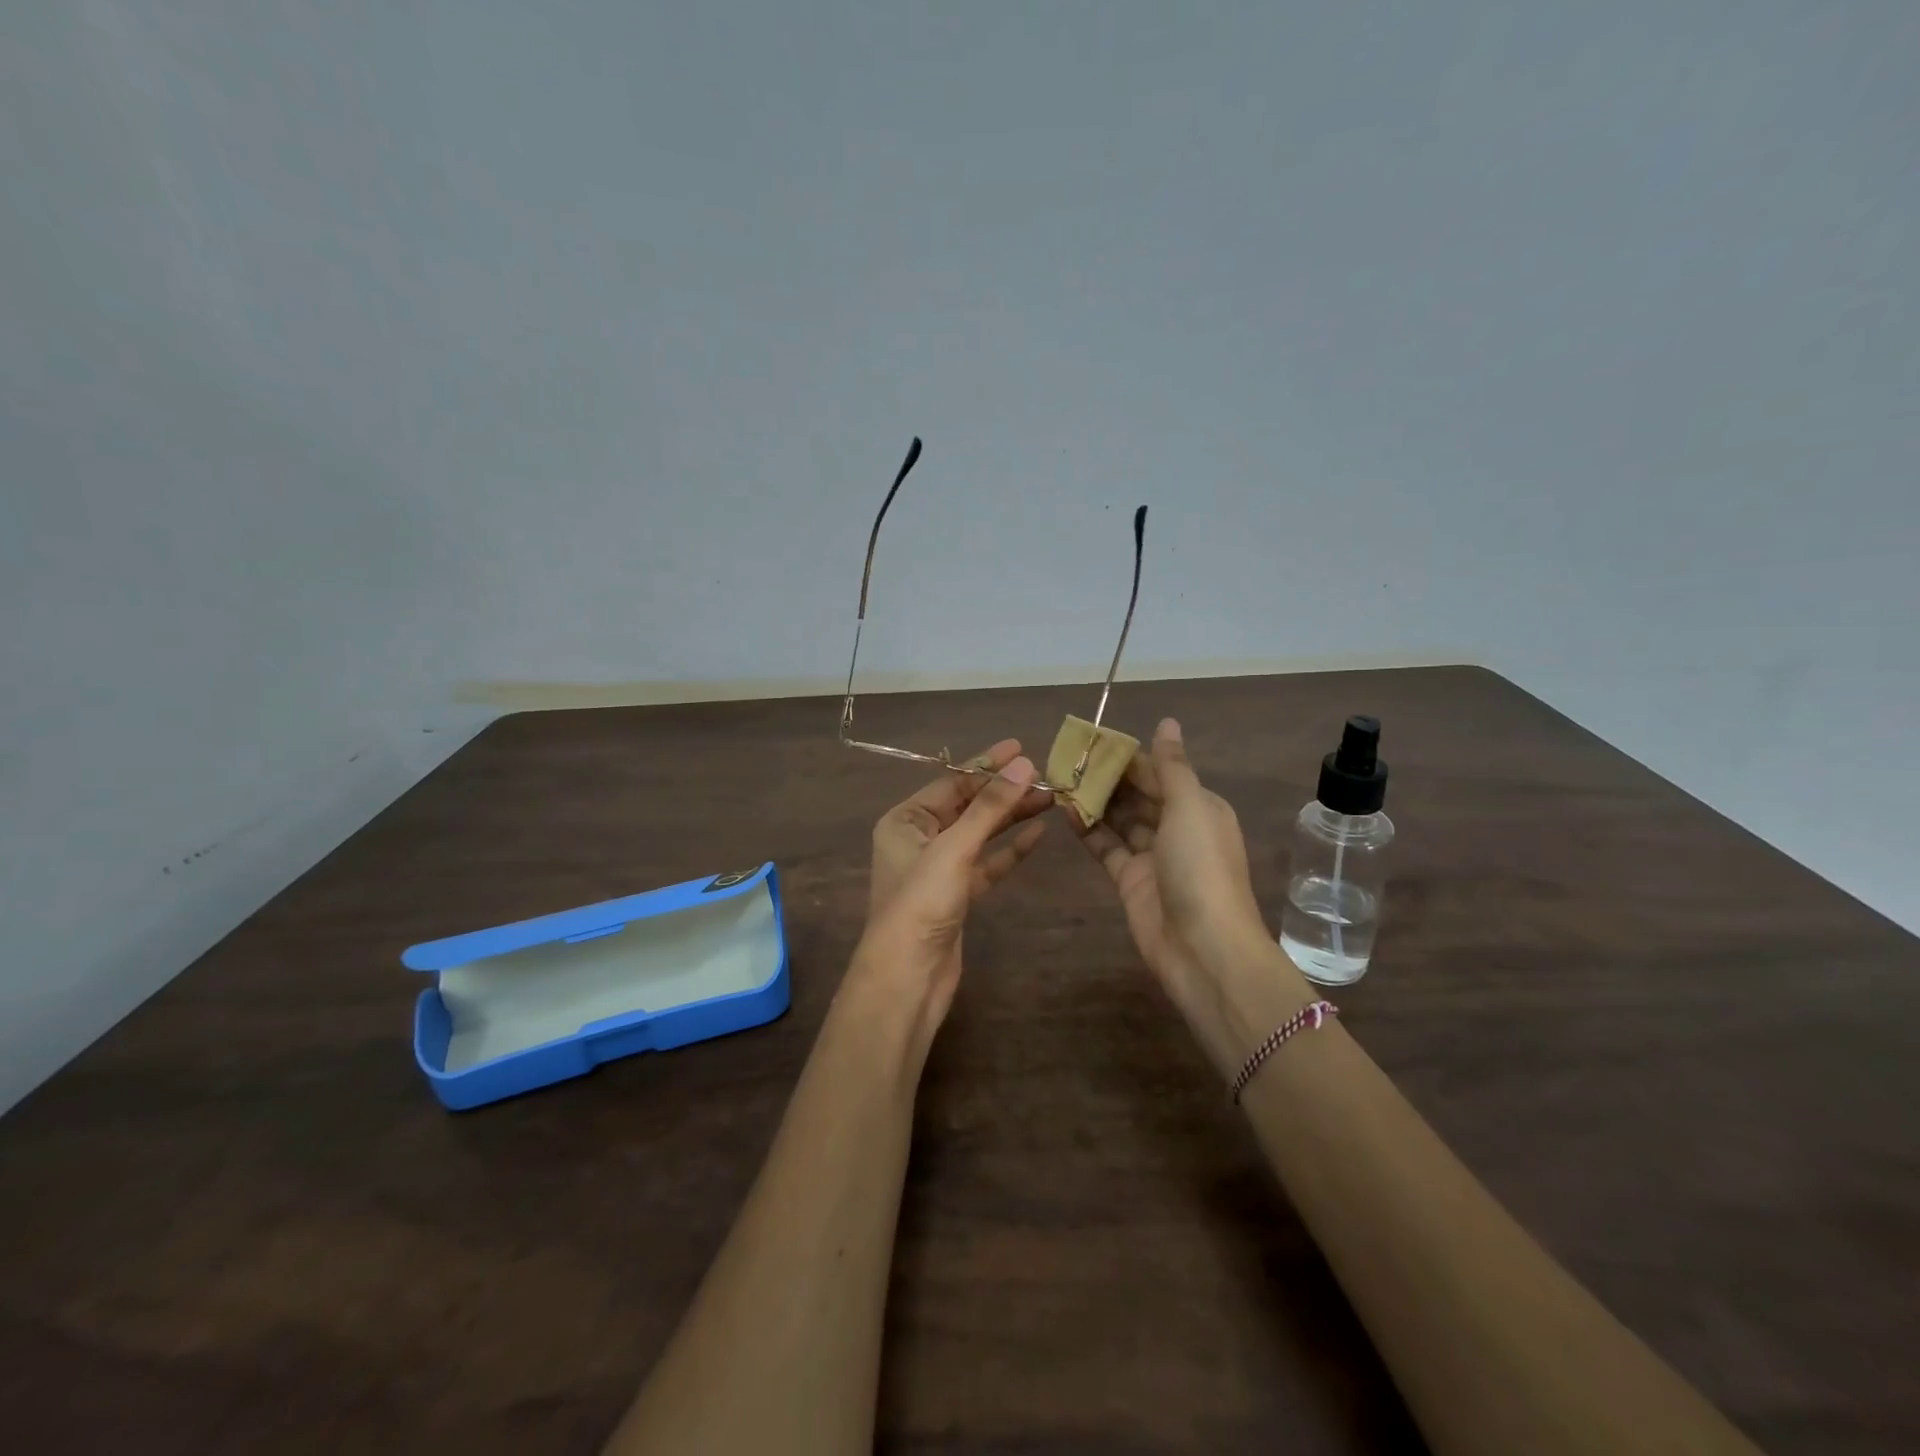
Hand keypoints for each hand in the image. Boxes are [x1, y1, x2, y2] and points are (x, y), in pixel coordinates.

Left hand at [853, 739, 1051, 1046]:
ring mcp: (938, 869)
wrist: (908, 977)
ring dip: (1011, 817)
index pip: (951, 783)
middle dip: (1004, 792)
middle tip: (1046, 777)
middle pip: (967, 806)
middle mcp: (919, 839)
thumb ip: (990, 807)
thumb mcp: (954, 848)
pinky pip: (987, 863)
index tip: (1021, 749)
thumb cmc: (921, 903)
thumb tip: (1024, 765)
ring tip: (1050, 800)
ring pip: (980, 834)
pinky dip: (1009, 850)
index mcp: (904, 820)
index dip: (986, 765)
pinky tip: (1037, 834)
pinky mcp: (957, 895)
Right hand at [1075, 718, 1311, 1078]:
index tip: (1092, 740)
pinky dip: (1088, 829)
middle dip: (1107, 777)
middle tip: (1067, 758)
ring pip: (1120, 819)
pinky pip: (1106, 846)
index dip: (1128, 756)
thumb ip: (1172, 766)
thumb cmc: (1201, 868)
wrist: (1203, 948)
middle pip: (1138, 794)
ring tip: (1059, 778)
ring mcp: (1152, 855)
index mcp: (1199, 806)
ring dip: (1094, 800)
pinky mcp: (1130, 879)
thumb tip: (1167, 721)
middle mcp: (1177, 827)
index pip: (1159, 772)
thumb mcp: (1190, 808)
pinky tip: (1064, 810)